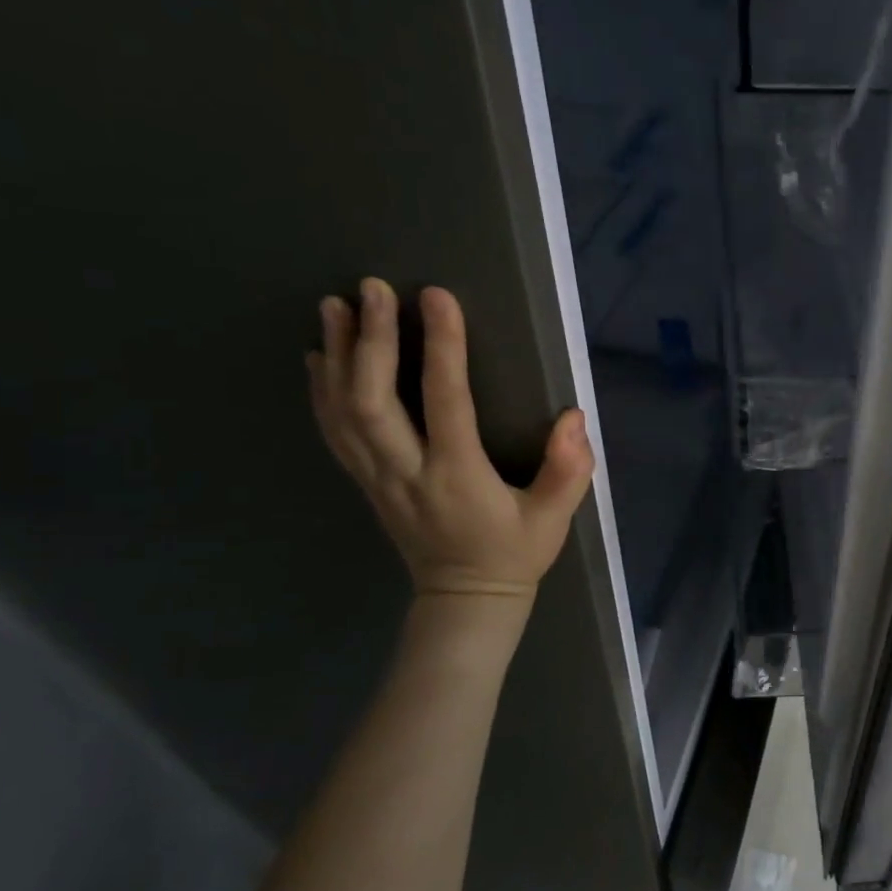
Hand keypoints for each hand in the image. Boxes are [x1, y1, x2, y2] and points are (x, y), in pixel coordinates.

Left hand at [307, 277, 594, 600]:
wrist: (465, 601)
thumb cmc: (514, 554)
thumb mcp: (554, 519)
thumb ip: (567, 470)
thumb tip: (572, 418)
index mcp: (457, 477)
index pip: (445, 401)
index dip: (441, 347)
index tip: (437, 297)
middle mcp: (407, 473)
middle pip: (373, 400)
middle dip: (370, 340)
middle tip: (372, 288)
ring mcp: (378, 479)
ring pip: (343, 412)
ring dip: (337, 355)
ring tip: (334, 306)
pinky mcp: (368, 482)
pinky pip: (335, 432)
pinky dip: (321, 390)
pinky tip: (319, 358)